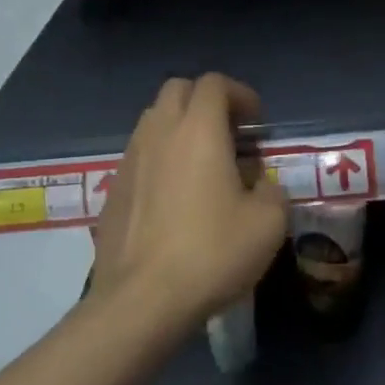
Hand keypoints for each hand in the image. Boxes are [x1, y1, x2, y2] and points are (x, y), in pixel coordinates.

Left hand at [90, 74, 288, 331]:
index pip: (214, 83)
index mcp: (199, 129)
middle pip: (178, 90)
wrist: (140, 302)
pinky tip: (173, 197)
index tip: (255, 121)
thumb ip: (272, 192)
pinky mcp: (113, 190)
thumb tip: (260, 186)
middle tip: (228, 132)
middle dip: (205, 101)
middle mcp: (160, 132)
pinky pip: (139, 155)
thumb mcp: (267, 224)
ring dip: (179, 127)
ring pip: (154, 120)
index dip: (239, 93)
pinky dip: (159, 159)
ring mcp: (130, 159)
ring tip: (201, 163)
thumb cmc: (210, 253)